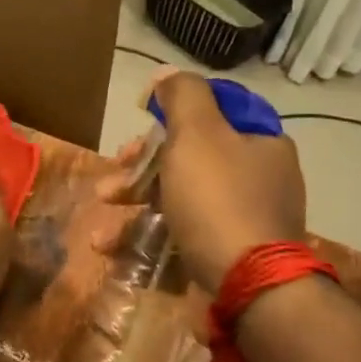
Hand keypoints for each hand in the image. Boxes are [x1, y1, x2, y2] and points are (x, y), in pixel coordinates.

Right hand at [111, 71, 305, 292]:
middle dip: (139, 171)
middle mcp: (259, 179)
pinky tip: (116, 253)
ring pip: (179, 202)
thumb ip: (182, 96)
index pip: (211, 114)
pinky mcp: (228, 256)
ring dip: (134, 212)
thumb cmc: (218, 201)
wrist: (250, 288)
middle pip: (188, 160)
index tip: (136, 129)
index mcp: (260, 143)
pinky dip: (148, 241)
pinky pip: (182, 238)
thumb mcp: (197, 135)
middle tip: (109, 183)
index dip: (167, 117)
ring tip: (101, 234)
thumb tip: (166, 74)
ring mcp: (244, 221)